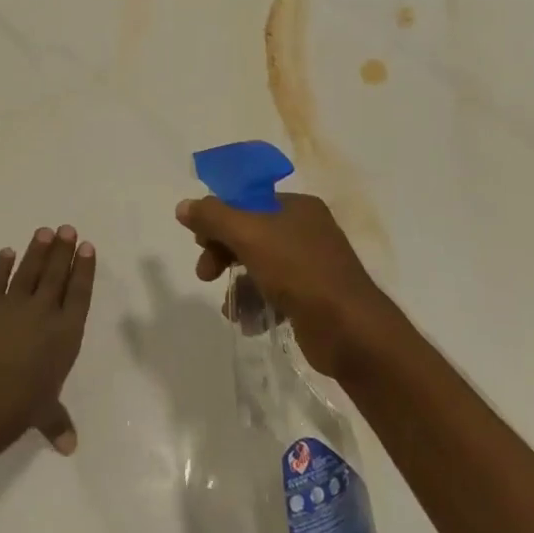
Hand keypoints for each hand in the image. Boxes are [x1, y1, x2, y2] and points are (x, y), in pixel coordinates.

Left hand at [0, 225, 95, 453]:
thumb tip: (69, 447)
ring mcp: (14, 303)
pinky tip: (7, 252)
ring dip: (38, 249)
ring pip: (29, 269)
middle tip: (67, 229)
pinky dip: (1, 264)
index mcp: (67, 332)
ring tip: (44, 231)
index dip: (84, 269)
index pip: (79, 293)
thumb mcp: (46, 413)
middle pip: (57, 273)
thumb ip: (58, 422)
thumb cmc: (24, 403)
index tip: (87, 248)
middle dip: (63, 250)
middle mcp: (45, 310)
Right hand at [174, 192, 398, 377]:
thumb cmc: (299, 272)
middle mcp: (306, 230)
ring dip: (237, 284)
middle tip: (206, 274)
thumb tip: (184, 206)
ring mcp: (311, 265)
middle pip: (249, 233)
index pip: (247, 202)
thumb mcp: (249, 236)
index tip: (200, 241)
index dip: (219, 219)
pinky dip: (256, 303)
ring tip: (230, 306)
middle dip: (222, 253)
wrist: (350, 330)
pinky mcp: (312, 298)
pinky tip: (246, 321)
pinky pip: (273, 293)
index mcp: (297, 207)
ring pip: (259, 266)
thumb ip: (213, 217)